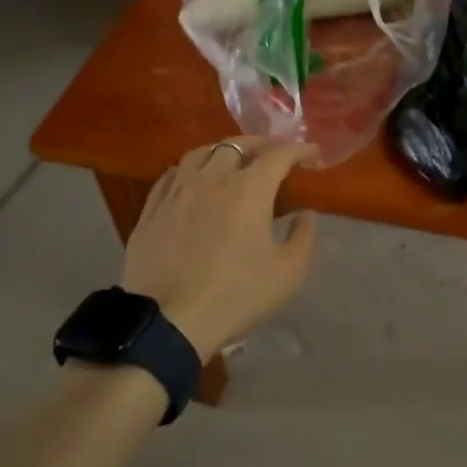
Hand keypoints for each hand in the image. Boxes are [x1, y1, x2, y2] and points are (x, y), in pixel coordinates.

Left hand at [120, 136, 319, 358]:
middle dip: (262, 145)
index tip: (313, 155)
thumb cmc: (236, 296)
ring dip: (224, 151)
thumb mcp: (288, 274)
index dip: (300, 150)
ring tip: (233, 161)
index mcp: (249, 188)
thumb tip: (305, 214)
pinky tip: (195, 180)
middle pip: (238, 145)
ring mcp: (178, 190)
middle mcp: (212, 177)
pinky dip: (192, 169)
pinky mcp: (153, 208)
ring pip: (202, 152)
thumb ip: (303, 237)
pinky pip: (174, 173)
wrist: (168, 321)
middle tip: (275, 155)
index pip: (279, 154)